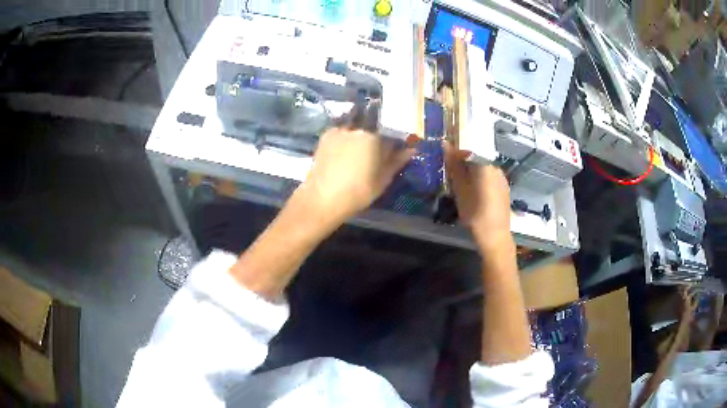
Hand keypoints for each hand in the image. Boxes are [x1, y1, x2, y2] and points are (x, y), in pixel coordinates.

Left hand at [297, 126, 413, 224]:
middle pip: (375, 124)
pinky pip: (344, 129)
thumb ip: (397, 161)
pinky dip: (348, 135)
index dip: (397, 138)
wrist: (322, 198)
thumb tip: (411, 149)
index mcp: (375, 137)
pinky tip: (347, 148)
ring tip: (362, 147)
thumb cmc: (357, 192)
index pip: (393, 131)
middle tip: (380, 148)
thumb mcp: (382, 180)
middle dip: (380, 133)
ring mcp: (341, 129)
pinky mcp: (327, 134)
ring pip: (358, 125)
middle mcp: (358, 128)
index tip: (399, 145)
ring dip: (363, 132)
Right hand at [444, 142, 510, 243]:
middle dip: (463, 165)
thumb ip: (454, 166)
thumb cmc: (474, 212)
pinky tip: (475, 193)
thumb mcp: (460, 189)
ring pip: (483, 169)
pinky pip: (490, 178)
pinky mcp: (504, 188)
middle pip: (476, 159)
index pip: (467, 151)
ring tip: (462, 185)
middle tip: (451, 176)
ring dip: (472, 173)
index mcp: (485, 164)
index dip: (455, 156)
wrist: (494, 235)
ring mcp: (502, 178)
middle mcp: (496, 167)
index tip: (445, 163)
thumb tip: (446, 144)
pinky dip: (480, 180)